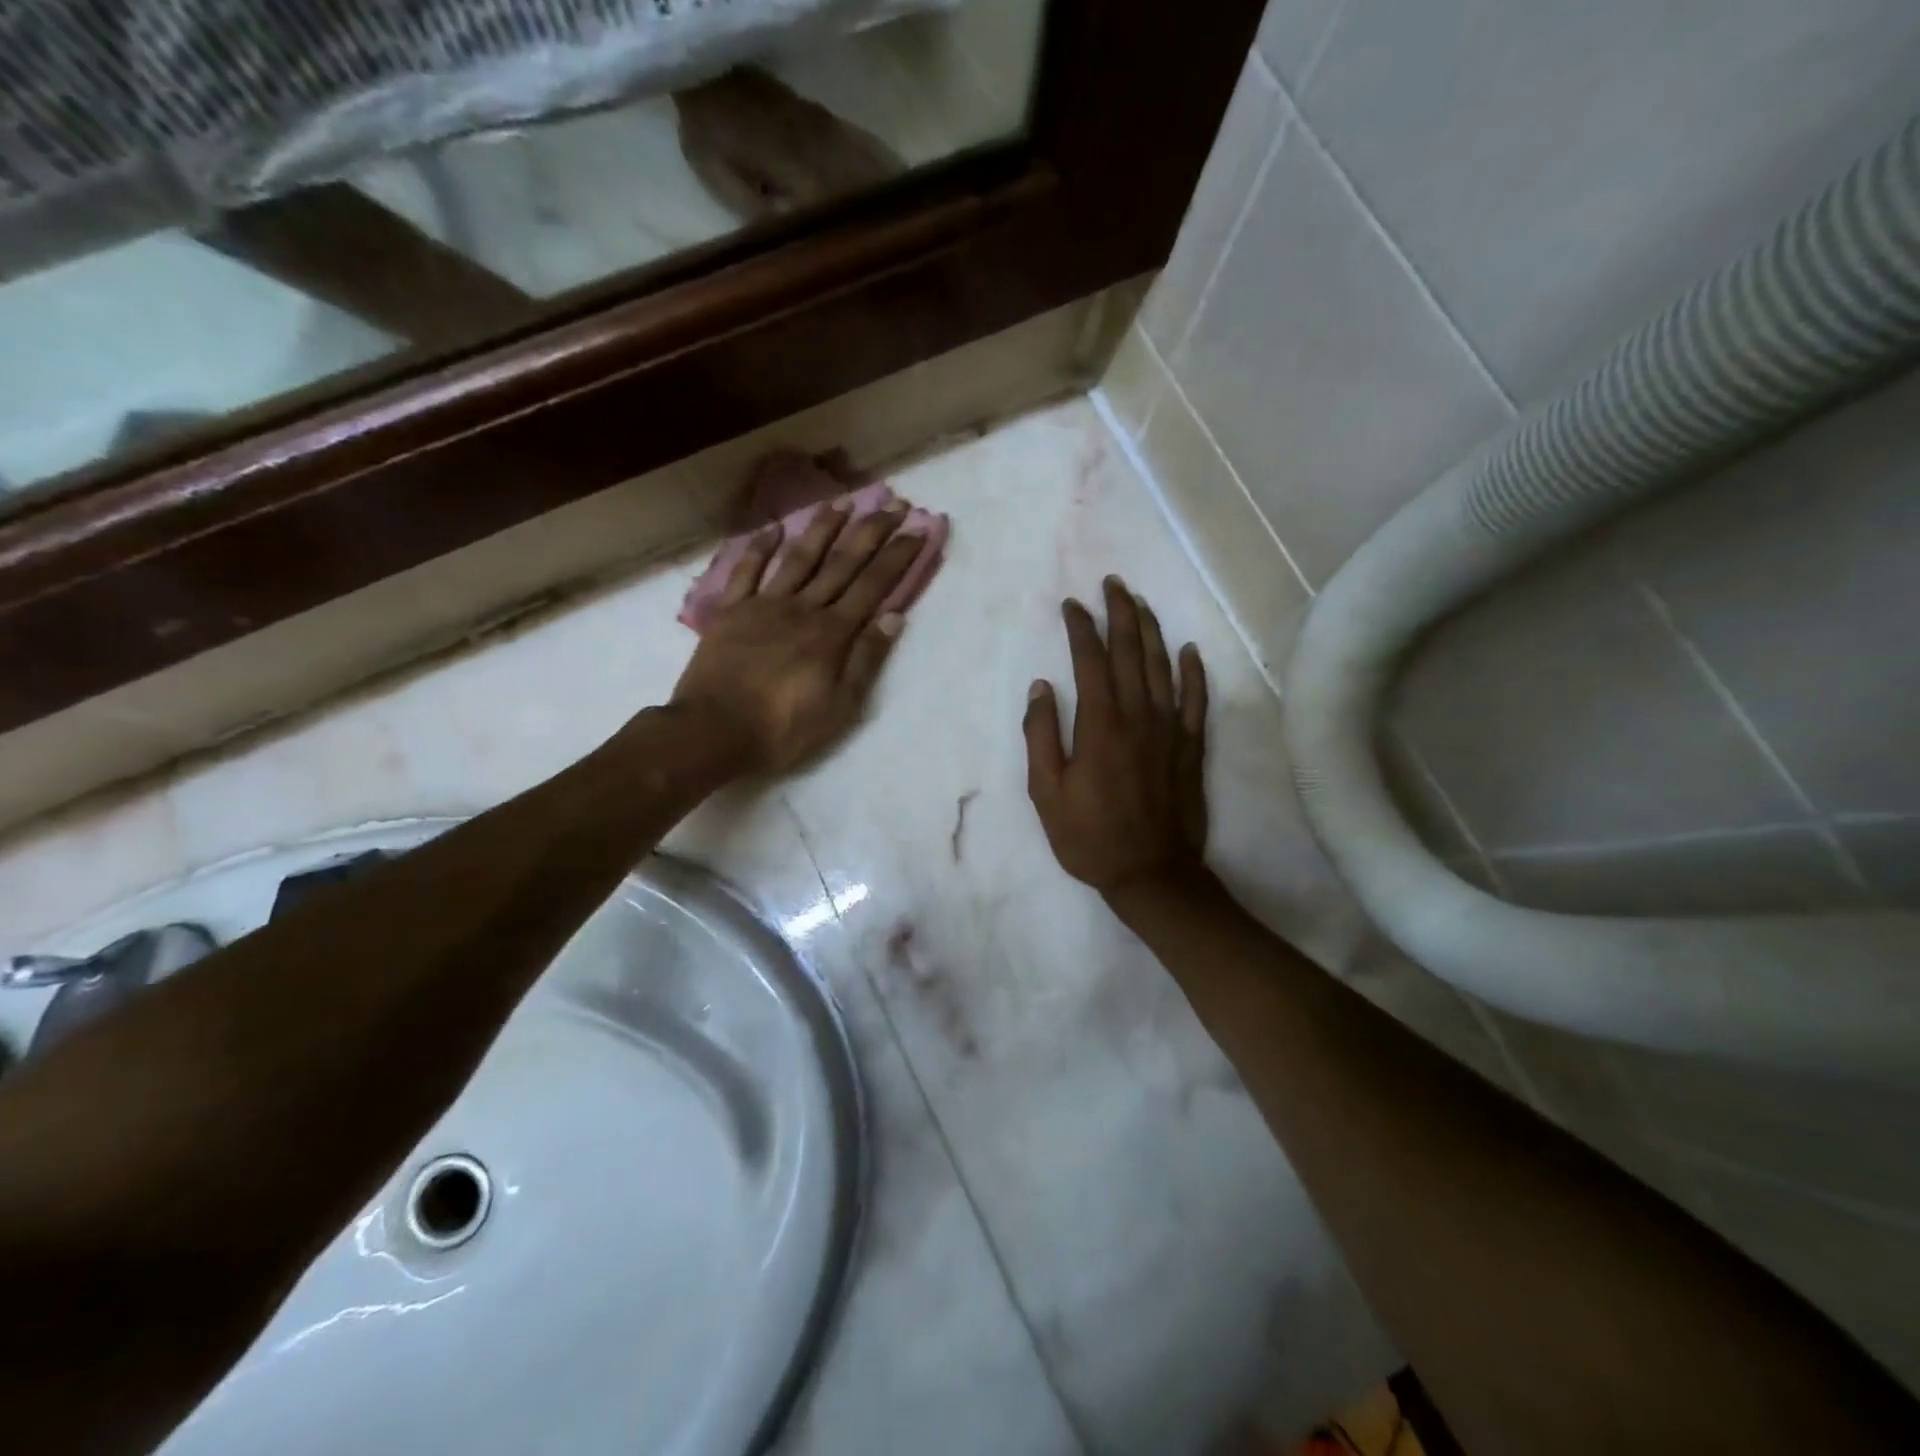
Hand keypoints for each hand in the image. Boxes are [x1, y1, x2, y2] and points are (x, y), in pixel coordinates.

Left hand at [671, 496, 923, 773]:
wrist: (713, 731)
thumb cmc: (783, 728)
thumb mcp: (839, 707)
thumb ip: (865, 660)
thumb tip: (893, 617)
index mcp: (831, 633)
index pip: (872, 587)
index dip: (897, 557)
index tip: (917, 529)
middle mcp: (803, 609)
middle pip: (842, 563)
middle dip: (870, 532)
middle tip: (892, 504)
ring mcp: (764, 605)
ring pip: (799, 558)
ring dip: (823, 529)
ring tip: (844, 502)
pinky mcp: (731, 612)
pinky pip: (747, 572)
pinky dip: (759, 548)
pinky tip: (774, 528)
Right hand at [1024, 577, 1210, 903]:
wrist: (1151, 873)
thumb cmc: (1089, 836)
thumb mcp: (1046, 792)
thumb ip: (1042, 735)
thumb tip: (1041, 687)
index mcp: (1100, 724)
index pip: (1090, 661)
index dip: (1082, 628)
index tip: (1073, 605)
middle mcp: (1138, 716)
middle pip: (1131, 652)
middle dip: (1120, 613)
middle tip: (1113, 585)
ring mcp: (1170, 729)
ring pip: (1163, 667)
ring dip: (1152, 631)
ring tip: (1141, 604)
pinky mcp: (1191, 747)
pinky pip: (1197, 700)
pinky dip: (1194, 672)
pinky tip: (1190, 650)